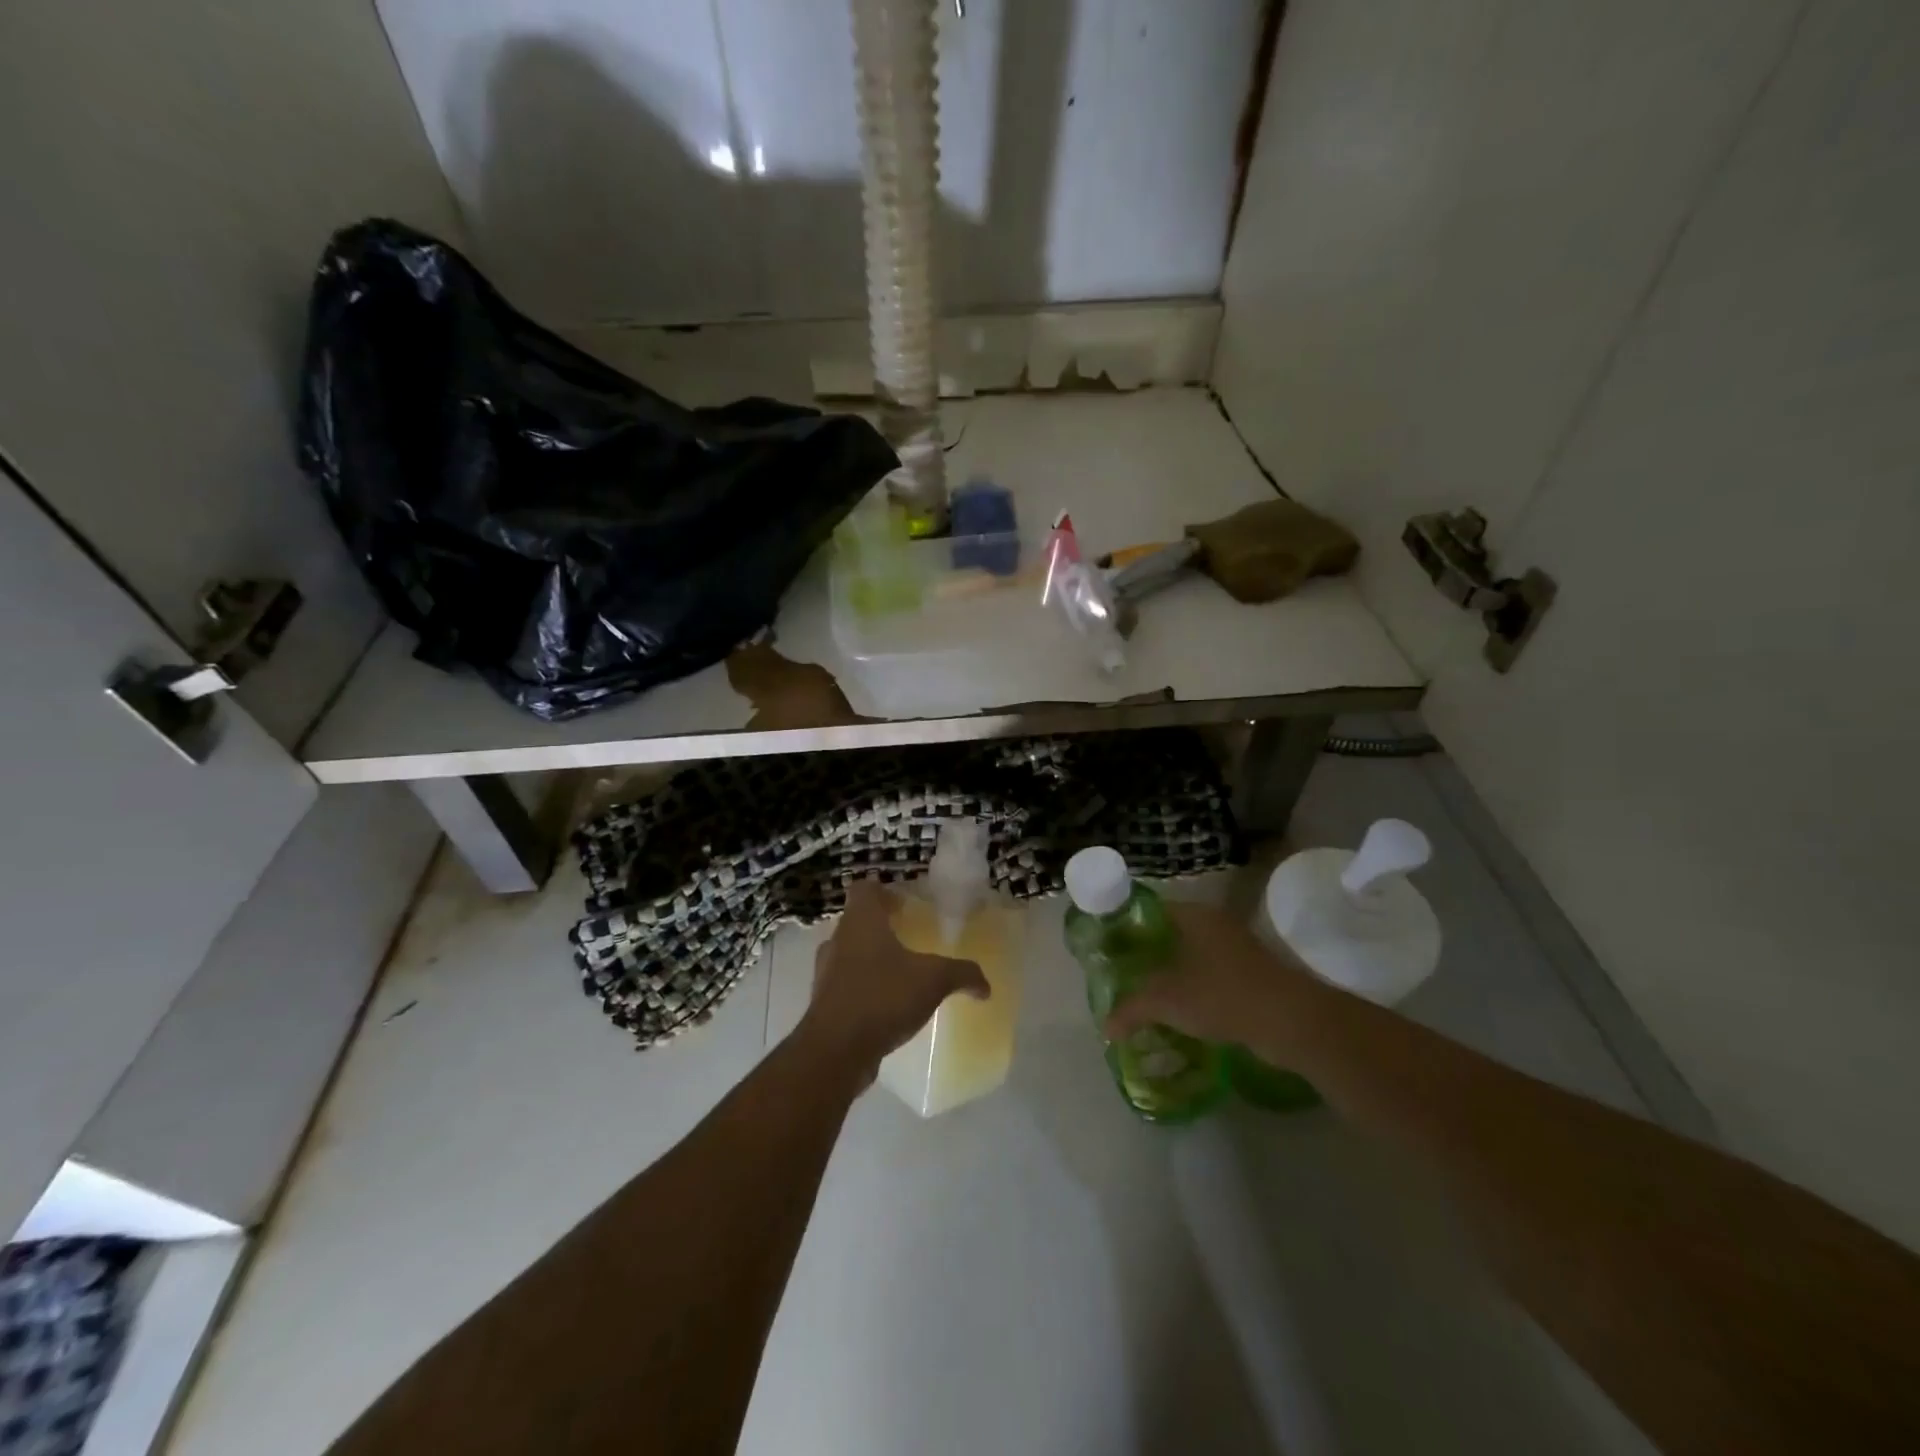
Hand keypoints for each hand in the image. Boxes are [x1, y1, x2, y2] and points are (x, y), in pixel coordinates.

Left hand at [798, 879, 988, 1080]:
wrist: (835, 1051)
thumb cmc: (883, 997)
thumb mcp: (934, 980)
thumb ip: (962, 974)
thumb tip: (985, 986)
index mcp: (861, 921)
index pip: (865, 889)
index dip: (885, 892)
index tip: (906, 906)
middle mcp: (838, 940)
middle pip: (858, 921)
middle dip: (882, 927)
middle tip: (910, 938)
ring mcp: (826, 973)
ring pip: (849, 953)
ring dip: (871, 959)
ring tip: (901, 974)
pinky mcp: (823, 1003)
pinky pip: (846, 985)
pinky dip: (864, 988)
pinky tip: (887, 1006)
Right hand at [1103, 901, 1315, 1060]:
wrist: (1290, 1021)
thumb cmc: (1221, 994)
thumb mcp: (1166, 1001)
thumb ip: (1132, 1008)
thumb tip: (1105, 1027)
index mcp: (1194, 914)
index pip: (1150, 909)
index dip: (1125, 925)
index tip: (1106, 946)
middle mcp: (1215, 924)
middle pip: (1170, 933)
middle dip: (1146, 954)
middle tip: (1120, 974)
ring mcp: (1236, 949)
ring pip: (1191, 956)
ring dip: (1171, 975)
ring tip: (1144, 996)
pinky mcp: (1251, 976)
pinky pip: (1210, 977)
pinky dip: (1193, 990)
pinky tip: (1178, 1013)